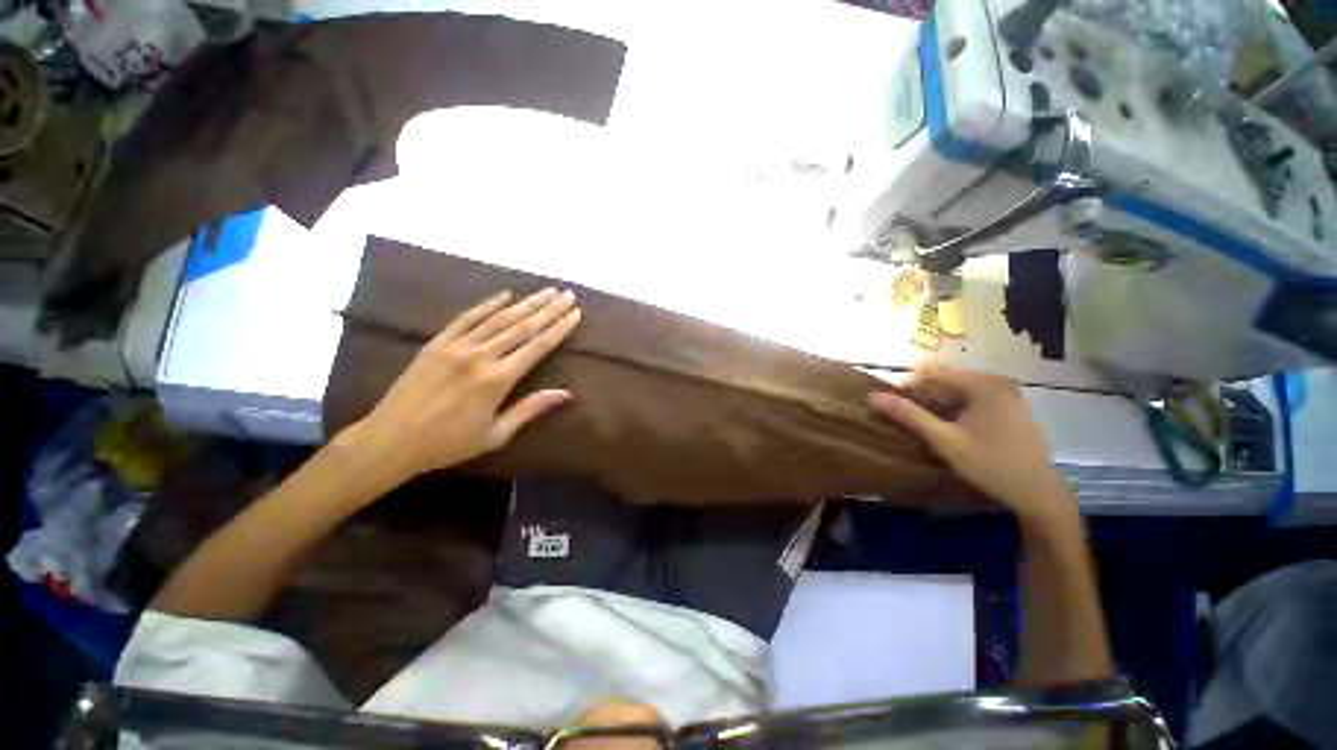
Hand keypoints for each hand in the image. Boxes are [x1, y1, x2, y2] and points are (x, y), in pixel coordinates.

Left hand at [337, 287, 580, 489]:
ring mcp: (457, 346)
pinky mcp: (437, 343)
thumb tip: (566, 393)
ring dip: (526, 303)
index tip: (576, 313)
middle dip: (549, 309)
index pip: (538, 346)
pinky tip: (504, 294)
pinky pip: (467, 318)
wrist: (391, 440)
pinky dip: (487, 304)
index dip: (559, 328)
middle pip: (522, 326)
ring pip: (499, 318)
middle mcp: (481, 356)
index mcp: (498, 379)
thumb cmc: (449, 443)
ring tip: (546, 291)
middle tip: (567, 294)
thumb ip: (531, 409)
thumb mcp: (496, 435)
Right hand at [868, 366, 1072, 523]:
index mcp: (983, 384)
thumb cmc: (990, 465)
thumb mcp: (944, 441)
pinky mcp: (1008, 404)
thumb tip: (872, 396)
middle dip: (920, 395)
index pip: (931, 373)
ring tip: (920, 421)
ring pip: (956, 389)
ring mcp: (1005, 392)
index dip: (905, 386)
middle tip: (902, 415)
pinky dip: (952, 407)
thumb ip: (908, 416)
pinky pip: (970, 397)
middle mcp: (995, 380)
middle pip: (944, 379)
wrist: (1038, 492)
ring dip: (934, 402)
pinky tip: (945, 425)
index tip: (888, 405)